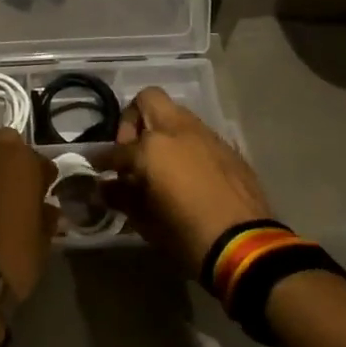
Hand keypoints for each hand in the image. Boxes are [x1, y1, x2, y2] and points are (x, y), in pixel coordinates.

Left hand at [0, 128, 57, 301]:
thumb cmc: (12, 257)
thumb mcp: (41, 241)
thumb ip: (44, 216)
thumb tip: (45, 208)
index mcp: (20, 161)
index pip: (38, 160)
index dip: (42, 177)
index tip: (43, 193)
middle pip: (4, 147)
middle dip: (11, 164)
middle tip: (14, 191)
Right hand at [106, 87, 272, 278]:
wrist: (246, 246)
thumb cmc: (186, 234)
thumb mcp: (145, 220)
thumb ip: (122, 196)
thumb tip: (106, 187)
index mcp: (152, 146)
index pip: (118, 148)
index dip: (103, 160)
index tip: (99, 169)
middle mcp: (178, 130)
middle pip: (149, 99)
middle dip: (134, 120)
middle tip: (133, 152)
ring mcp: (207, 136)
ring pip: (177, 115)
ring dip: (162, 132)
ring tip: (160, 165)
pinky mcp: (228, 149)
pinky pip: (198, 136)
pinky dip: (185, 146)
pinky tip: (187, 175)